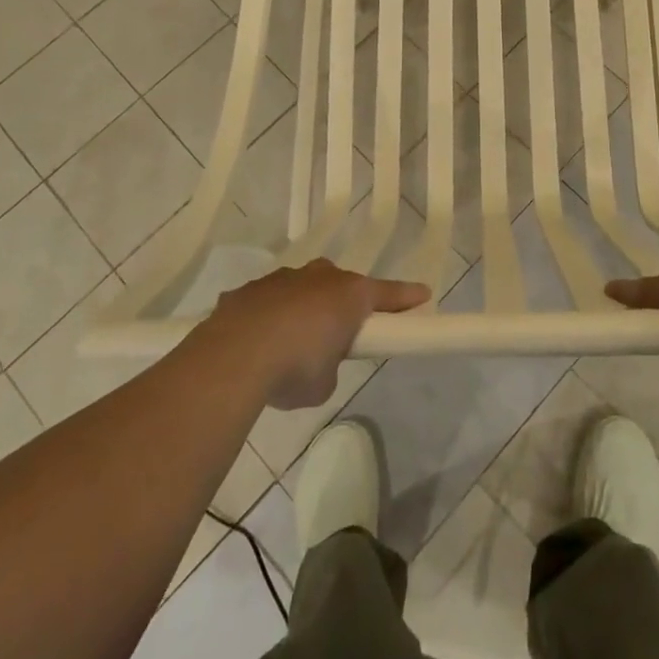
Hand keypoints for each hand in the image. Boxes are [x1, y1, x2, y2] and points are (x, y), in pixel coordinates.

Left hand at [204, 261, 428, 408]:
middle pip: (340, 285)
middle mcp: (319, 277)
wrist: (234, 356)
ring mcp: (281, 279)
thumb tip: (317, 362)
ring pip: (301, 288)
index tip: (423, 295)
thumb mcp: (325, 382)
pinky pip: (267, 301)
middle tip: (338, 333)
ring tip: (289, 344)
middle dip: (341, 304)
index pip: (388, 294)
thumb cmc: (295, 368)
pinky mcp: (249, 290)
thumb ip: (330, 365)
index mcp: (349, 294)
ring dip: (302, 309)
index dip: (406, 298)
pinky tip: (255, 344)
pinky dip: (267, 317)